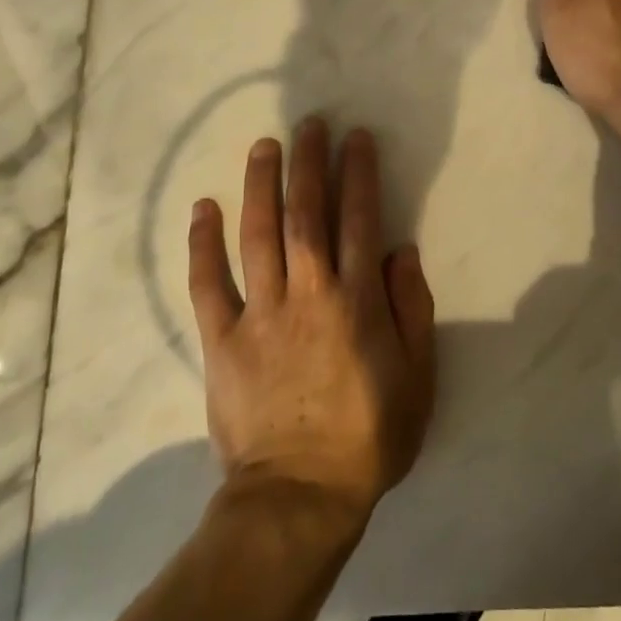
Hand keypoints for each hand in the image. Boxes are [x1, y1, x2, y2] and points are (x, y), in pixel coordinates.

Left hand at [188, 118, 436, 528]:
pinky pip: (207, 283)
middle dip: (308, 163)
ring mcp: (260, 313)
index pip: (358, 219)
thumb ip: (412, 309)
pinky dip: (203, 244)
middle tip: (308, 123)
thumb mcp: (418, 378)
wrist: (299, 497)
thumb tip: (399, 250)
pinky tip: (204, 207)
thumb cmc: (368, 437)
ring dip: (261, 184)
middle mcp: (308, 293)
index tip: (355, 138)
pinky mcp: (222, 339)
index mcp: (356, 301)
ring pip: (258, 234)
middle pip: (306, 213)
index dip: (357, 173)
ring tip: (264, 145)